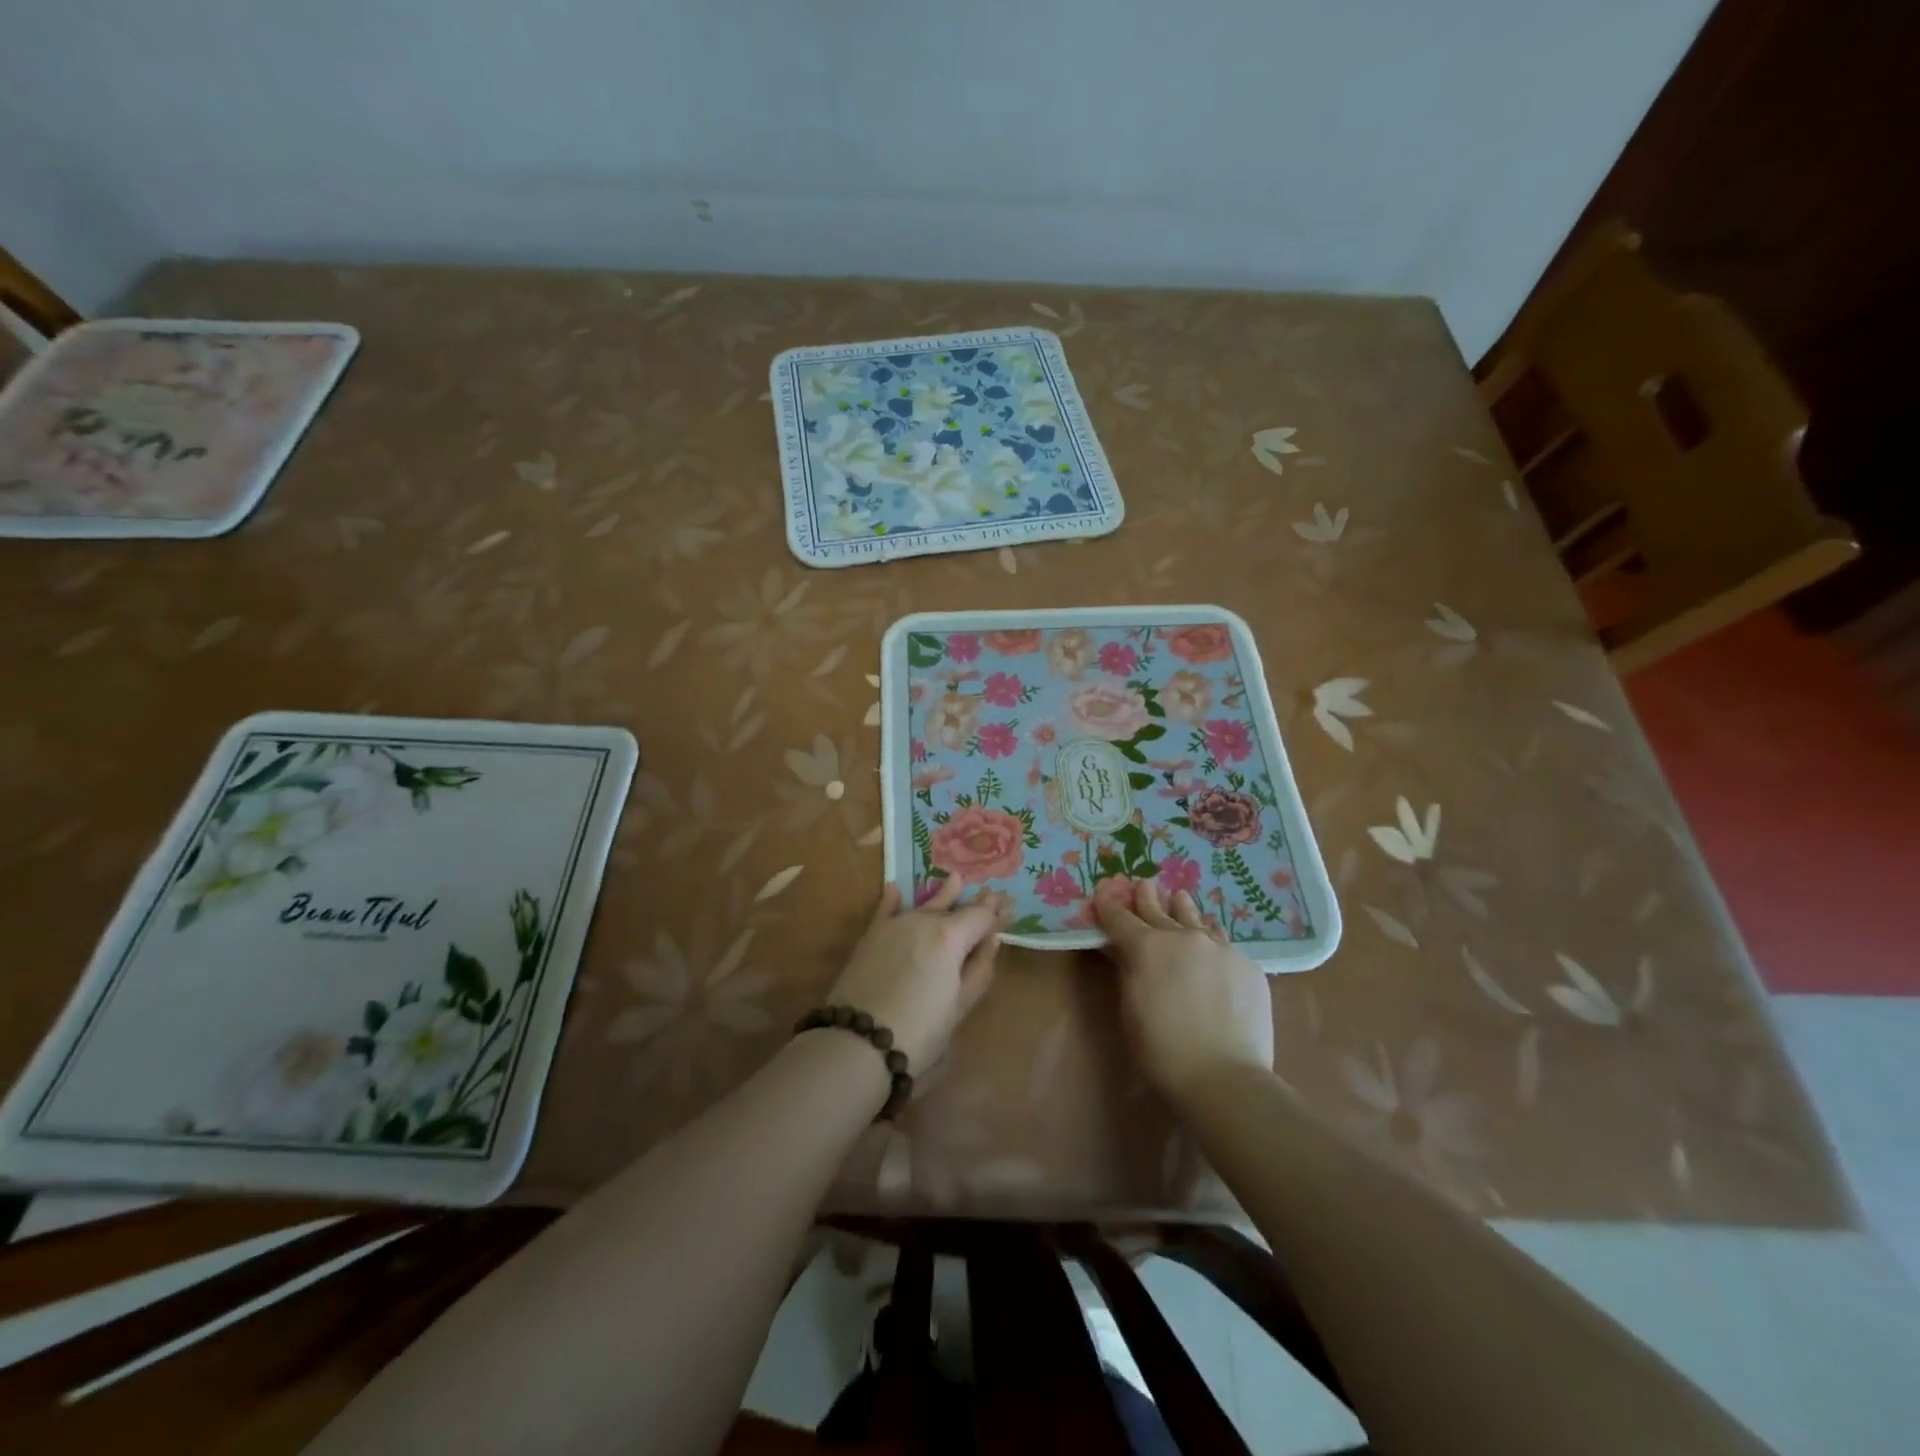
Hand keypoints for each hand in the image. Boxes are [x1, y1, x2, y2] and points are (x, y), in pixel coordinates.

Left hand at [826, 876, 1009, 1072]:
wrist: (859, 1040)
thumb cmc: (920, 1031)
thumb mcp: (960, 1005)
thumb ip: (979, 968)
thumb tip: (992, 940)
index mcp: (952, 936)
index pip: (981, 916)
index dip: (997, 912)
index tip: (1009, 904)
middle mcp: (925, 920)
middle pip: (956, 908)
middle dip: (976, 903)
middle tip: (993, 894)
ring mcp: (896, 924)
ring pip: (926, 904)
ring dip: (944, 894)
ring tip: (956, 879)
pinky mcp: (872, 935)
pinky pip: (886, 909)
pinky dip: (893, 899)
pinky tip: (895, 888)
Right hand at [1095, 878, 1273, 1105]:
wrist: (1225, 1077)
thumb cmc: (1162, 1051)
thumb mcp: (1131, 1009)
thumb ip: (1128, 971)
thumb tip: (1122, 950)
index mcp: (1147, 947)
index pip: (1120, 918)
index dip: (1109, 905)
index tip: (1104, 892)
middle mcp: (1183, 937)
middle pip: (1159, 910)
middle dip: (1146, 897)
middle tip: (1143, 884)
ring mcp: (1219, 947)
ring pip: (1196, 918)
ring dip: (1183, 908)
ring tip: (1180, 898)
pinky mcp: (1247, 965)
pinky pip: (1224, 942)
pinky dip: (1211, 938)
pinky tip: (1212, 942)